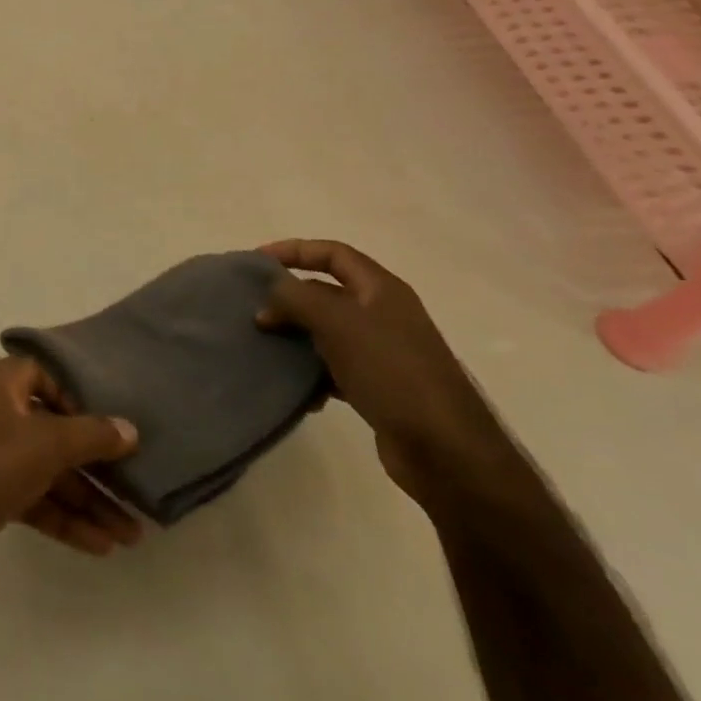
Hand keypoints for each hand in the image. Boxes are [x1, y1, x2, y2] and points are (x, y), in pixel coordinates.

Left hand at [0, 357, 140, 596]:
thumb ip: (89, 436)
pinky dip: (61, 517)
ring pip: (44, 471)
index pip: (44, 375)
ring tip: (131, 534)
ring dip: (85, 499)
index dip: (77, 398)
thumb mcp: (42, 446)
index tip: (106, 427)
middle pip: (52, 431)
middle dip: (94, 466)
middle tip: (136, 494)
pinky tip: (99, 545)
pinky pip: (30, 497)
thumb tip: (130, 429)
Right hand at [258, 240, 519, 509]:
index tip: (258, 260)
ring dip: (296, 337)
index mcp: (382, 290)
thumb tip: (269, 297)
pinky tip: (298, 389)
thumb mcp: (337, 323)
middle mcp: (384, 315)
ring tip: (266, 347)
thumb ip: (296, 299)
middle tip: (255, 311)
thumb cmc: (391, 371)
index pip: (333, 253)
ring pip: (327, 332)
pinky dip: (313, 373)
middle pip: (327, 292)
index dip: (295, 250)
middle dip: (289, 298)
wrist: (445, 450)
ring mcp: (384, 353)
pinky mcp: (380, 388)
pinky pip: (335, 368)